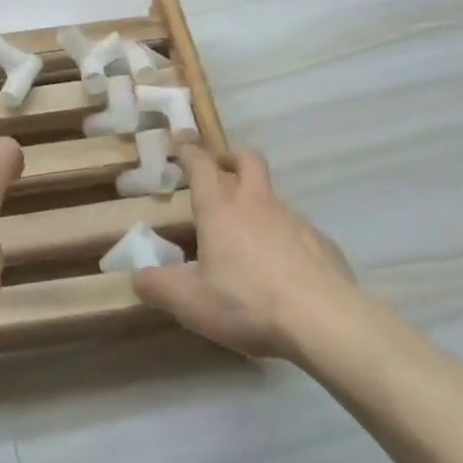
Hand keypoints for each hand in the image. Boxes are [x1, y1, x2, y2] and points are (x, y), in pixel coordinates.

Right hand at [133, 142, 354, 360]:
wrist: (325, 321)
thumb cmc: (248, 303)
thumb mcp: (192, 303)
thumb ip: (160, 287)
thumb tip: (137, 277)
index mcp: (220, 209)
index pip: (201, 164)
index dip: (189, 151)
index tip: (181, 141)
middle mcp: (256, 203)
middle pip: (247, 159)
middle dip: (232, 158)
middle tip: (222, 172)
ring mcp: (293, 219)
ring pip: (273, 197)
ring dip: (260, 205)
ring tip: (252, 241)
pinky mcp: (322, 243)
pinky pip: (300, 231)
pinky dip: (288, 240)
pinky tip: (286, 273)